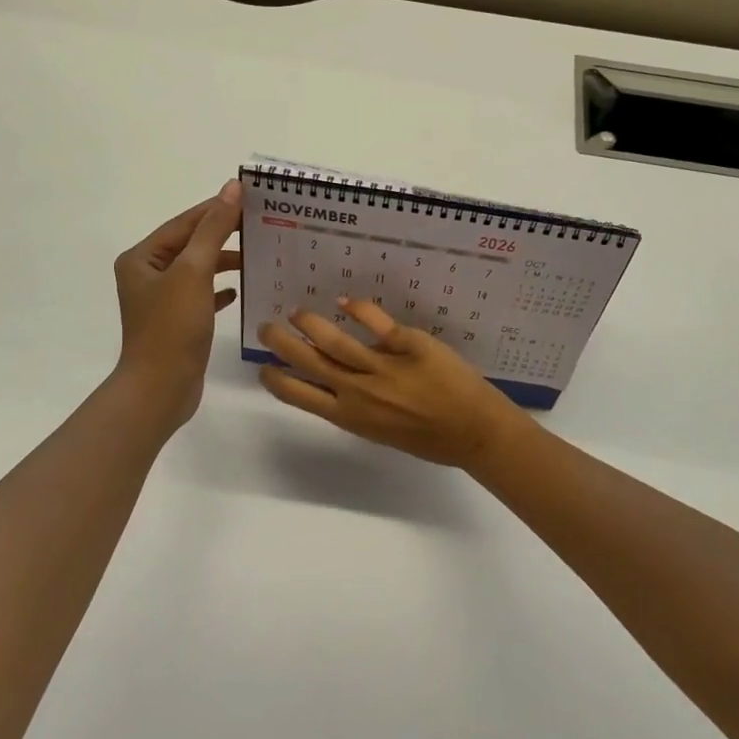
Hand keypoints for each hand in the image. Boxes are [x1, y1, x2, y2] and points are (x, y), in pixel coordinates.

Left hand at [113, 182, 241, 426]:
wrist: (160, 389)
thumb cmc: (172, 327)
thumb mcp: (194, 272)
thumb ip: (213, 229)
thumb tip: (231, 188)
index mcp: (142, 258)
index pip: (184, 222)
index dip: (216, 208)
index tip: (250, 197)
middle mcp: (147, 275)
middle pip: (191, 244)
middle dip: (223, 234)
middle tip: (260, 225)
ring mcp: (161, 300)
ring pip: (198, 270)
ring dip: (224, 262)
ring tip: (256, 256)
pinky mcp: (176, 322)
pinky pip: (201, 295)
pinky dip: (219, 290)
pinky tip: (238, 292)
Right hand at [257, 298, 528, 468]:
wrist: (475, 431)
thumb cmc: (430, 439)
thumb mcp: (382, 431)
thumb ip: (358, 405)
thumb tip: (339, 377)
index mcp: (351, 417)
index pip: (301, 396)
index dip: (277, 380)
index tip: (263, 368)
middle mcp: (359, 391)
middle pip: (309, 362)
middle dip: (281, 343)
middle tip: (265, 328)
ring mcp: (383, 366)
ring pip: (334, 340)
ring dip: (309, 323)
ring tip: (296, 312)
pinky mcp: (409, 344)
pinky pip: (377, 322)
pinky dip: (358, 308)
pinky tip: (345, 300)